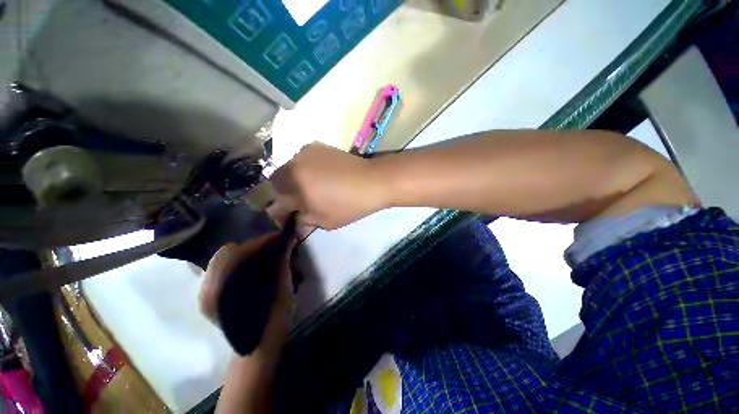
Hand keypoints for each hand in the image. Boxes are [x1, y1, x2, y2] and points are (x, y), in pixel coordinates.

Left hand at [200, 234, 295, 357]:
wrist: (259, 346)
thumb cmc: (272, 319)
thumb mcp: (281, 288)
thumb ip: (282, 261)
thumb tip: (289, 239)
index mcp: (222, 290)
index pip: (237, 252)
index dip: (260, 242)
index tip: (278, 238)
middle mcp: (207, 290)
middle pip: (225, 253)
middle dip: (250, 247)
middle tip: (270, 248)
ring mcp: (205, 295)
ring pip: (222, 261)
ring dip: (244, 254)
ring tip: (263, 257)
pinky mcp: (209, 298)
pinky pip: (222, 271)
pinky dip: (238, 264)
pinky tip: (253, 269)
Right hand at [268, 143, 388, 229]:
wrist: (372, 180)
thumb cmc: (350, 205)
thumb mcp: (326, 221)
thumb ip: (304, 221)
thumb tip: (294, 220)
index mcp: (296, 187)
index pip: (276, 204)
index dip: (279, 214)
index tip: (288, 218)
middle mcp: (295, 166)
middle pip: (276, 182)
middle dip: (283, 194)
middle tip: (298, 202)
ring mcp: (305, 153)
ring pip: (287, 169)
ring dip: (292, 180)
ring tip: (309, 188)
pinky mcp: (315, 146)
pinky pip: (300, 160)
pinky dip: (303, 169)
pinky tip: (318, 176)